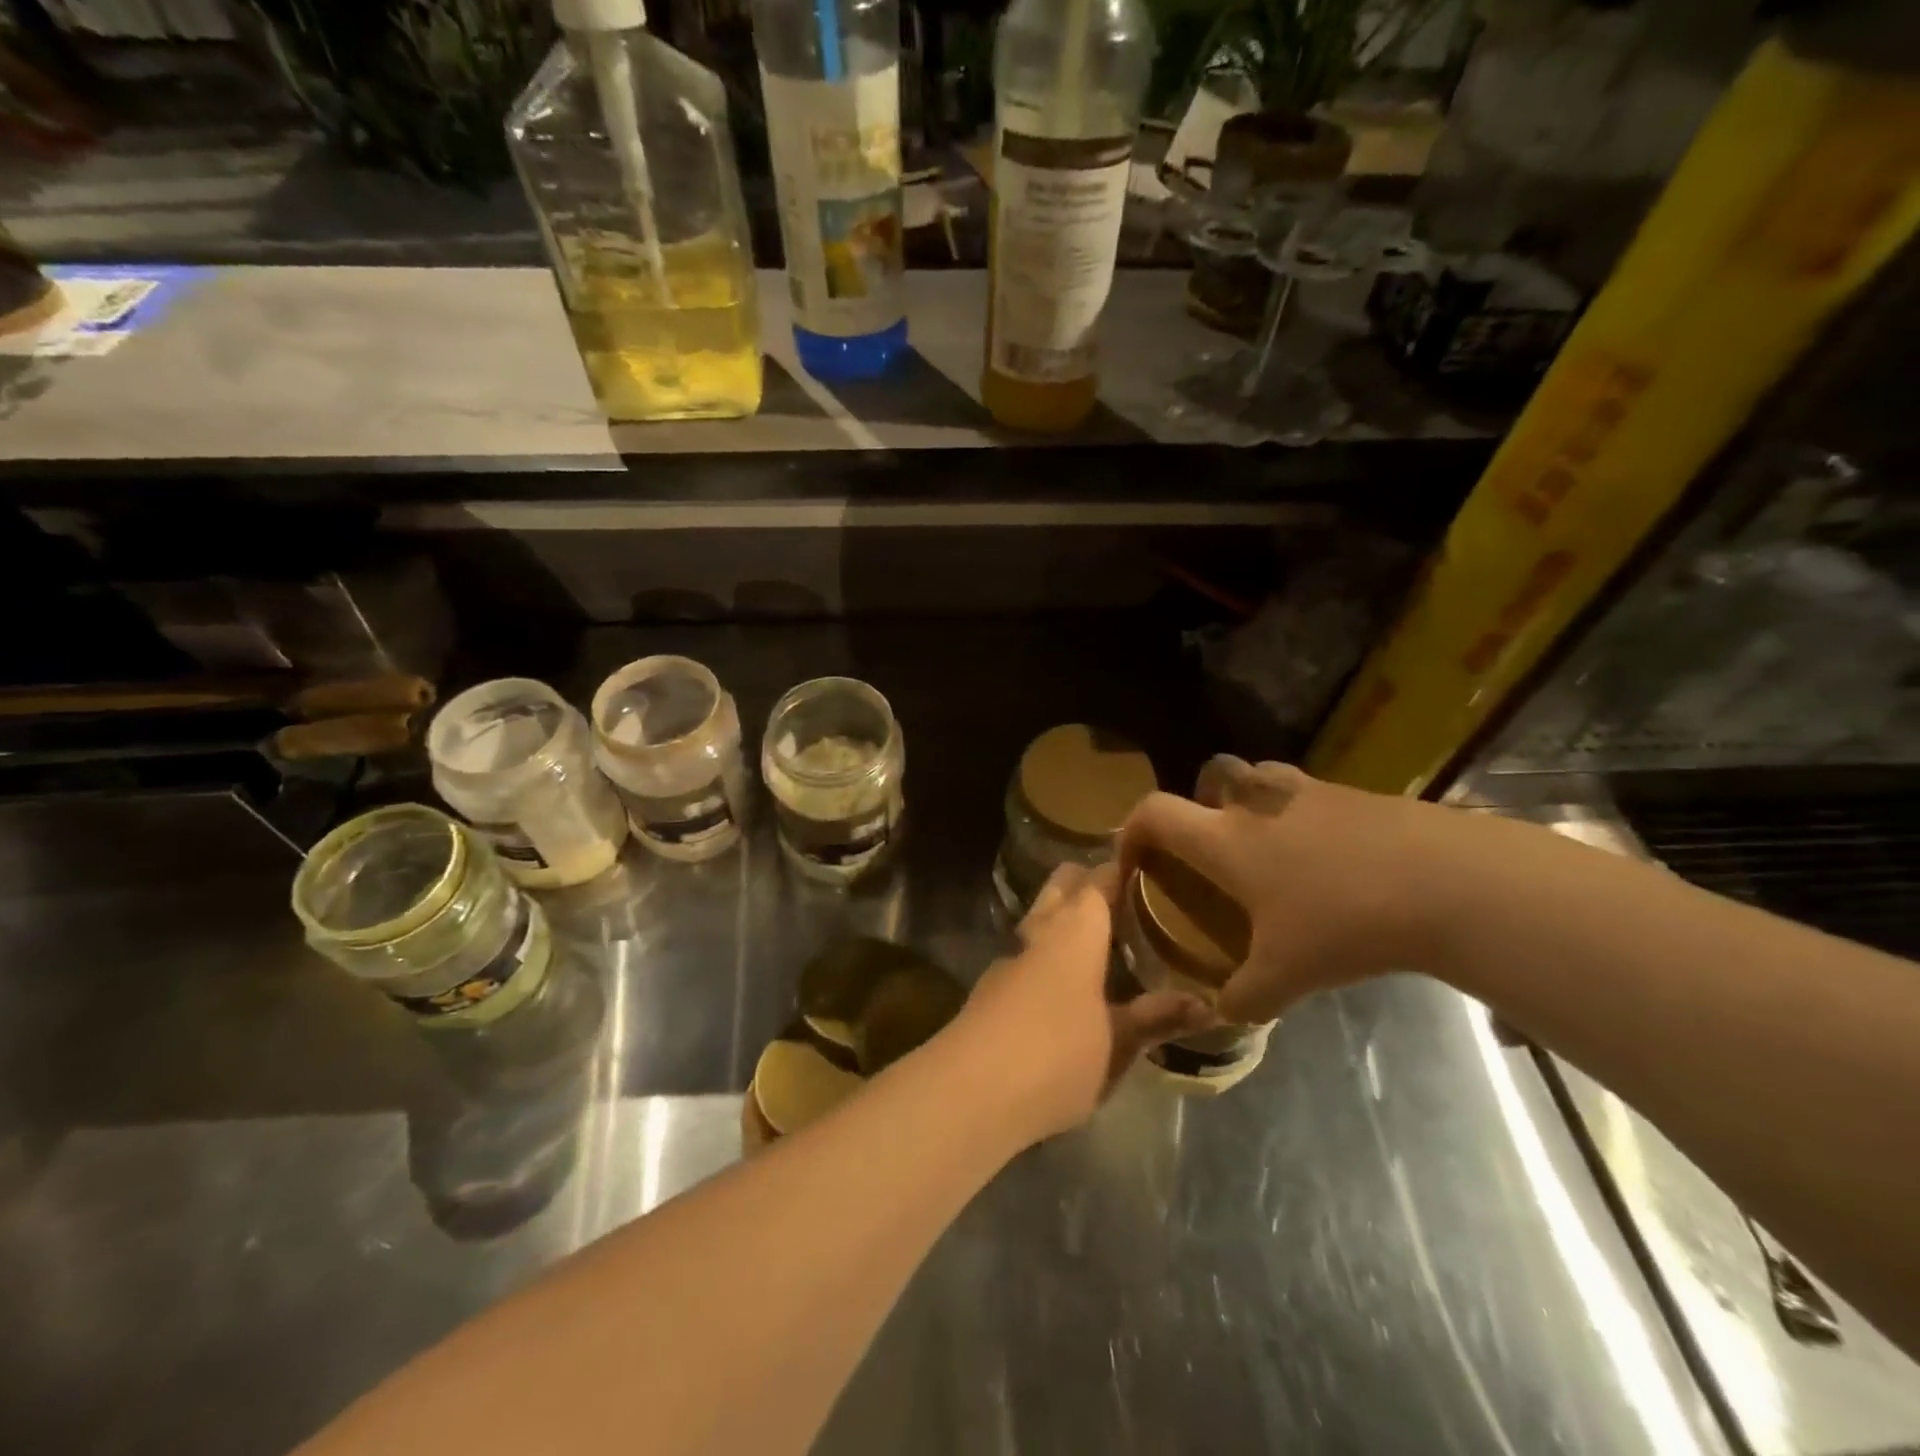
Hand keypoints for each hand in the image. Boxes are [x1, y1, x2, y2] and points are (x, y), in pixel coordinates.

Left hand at [956, 863, 1212, 1142]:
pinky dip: (1047, 954)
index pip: (1099, 879)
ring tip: (1102, 941)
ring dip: (1064, 919)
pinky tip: (1065, 985)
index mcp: (1075, 929)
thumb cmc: (1058, 1054)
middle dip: (1087, 884)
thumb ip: (1158, 1018)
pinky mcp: (991, 987)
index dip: (1122, 869)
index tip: (1150, 868)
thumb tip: (1210, 1005)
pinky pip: (1027, 954)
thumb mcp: (1119, 1042)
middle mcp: (1039, 930)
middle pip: (1062, 886)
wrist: (971, 1089)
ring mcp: (1009, 957)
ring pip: (1039, 918)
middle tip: (1127, 902)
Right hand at [1116, 758, 1452, 1023]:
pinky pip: (1312, 796)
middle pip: (1210, 776)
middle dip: (1200, 803)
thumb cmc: (1344, 922)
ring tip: (1269, 849)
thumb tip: (1223, 1012)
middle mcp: (1257, 804)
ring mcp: (1310, 792)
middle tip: (1214, 849)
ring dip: (1251, 801)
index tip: (1135, 864)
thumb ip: (1242, 998)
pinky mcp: (1357, 795)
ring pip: (1261, 777)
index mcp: (1225, 839)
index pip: (1154, 813)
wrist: (1447, 882)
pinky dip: (1305, 818)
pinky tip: (1333, 863)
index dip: (1131, 831)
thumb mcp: (1285, 977)